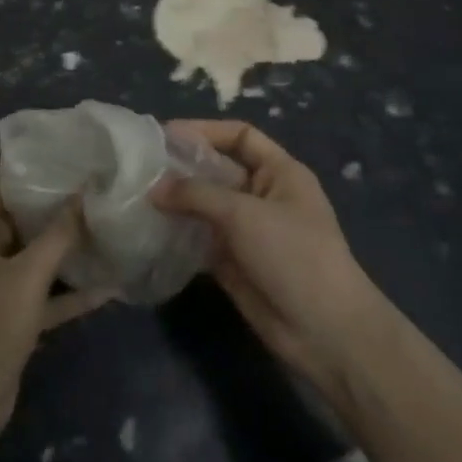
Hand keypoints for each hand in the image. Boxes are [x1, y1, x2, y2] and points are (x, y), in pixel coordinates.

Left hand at [0, 177, 109, 454]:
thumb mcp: (27, 275)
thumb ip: (58, 234)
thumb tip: (84, 193)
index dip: (29, 168)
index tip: (67, 152)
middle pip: (19, 219)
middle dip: (55, 205)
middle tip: (95, 183)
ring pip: (34, 257)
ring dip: (65, 248)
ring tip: (105, 223)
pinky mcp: (10, 318)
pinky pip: (44, 295)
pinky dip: (69, 292)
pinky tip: (108, 286)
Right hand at [153, 121, 386, 395]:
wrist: (324, 330)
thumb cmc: (293, 254)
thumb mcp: (245, 214)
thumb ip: (197, 195)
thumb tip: (154, 187)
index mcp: (280, 172)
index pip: (240, 136)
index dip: (206, 131)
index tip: (166, 135)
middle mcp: (263, 195)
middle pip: (218, 170)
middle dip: (183, 168)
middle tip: (141, 167)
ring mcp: (248, 230)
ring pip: (206, 206)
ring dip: (177, 201)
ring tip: (137, 196)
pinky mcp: (233, 262)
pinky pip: (200, 239)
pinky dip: (178, 233)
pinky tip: (149, 230)